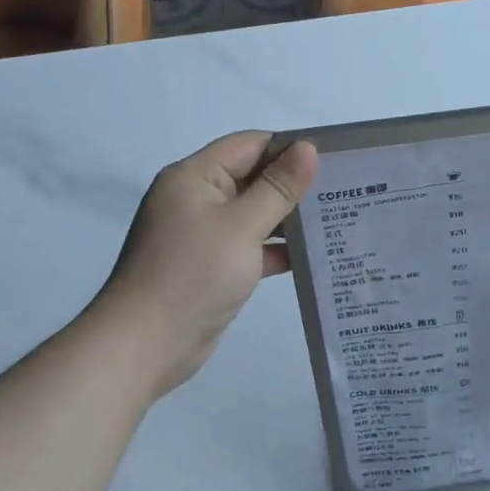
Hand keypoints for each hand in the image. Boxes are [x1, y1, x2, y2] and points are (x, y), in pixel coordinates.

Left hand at [96, 132, 318, 394]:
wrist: (145, 345)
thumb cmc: (193, 274)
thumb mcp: (242, 226)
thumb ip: (278, 187)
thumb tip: (308, 148)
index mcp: (195, 177)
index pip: (250, 145)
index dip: (290, 149)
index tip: (333, 160)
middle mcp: (196, 198)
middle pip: (252, 177)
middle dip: (294, 184)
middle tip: (343, 190)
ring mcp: (203, 234)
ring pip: (254, 213)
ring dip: (289, 217)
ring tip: (336, 219)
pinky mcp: (212, 265)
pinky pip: (250, 245)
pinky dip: (276, 248)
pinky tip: (312, 254)